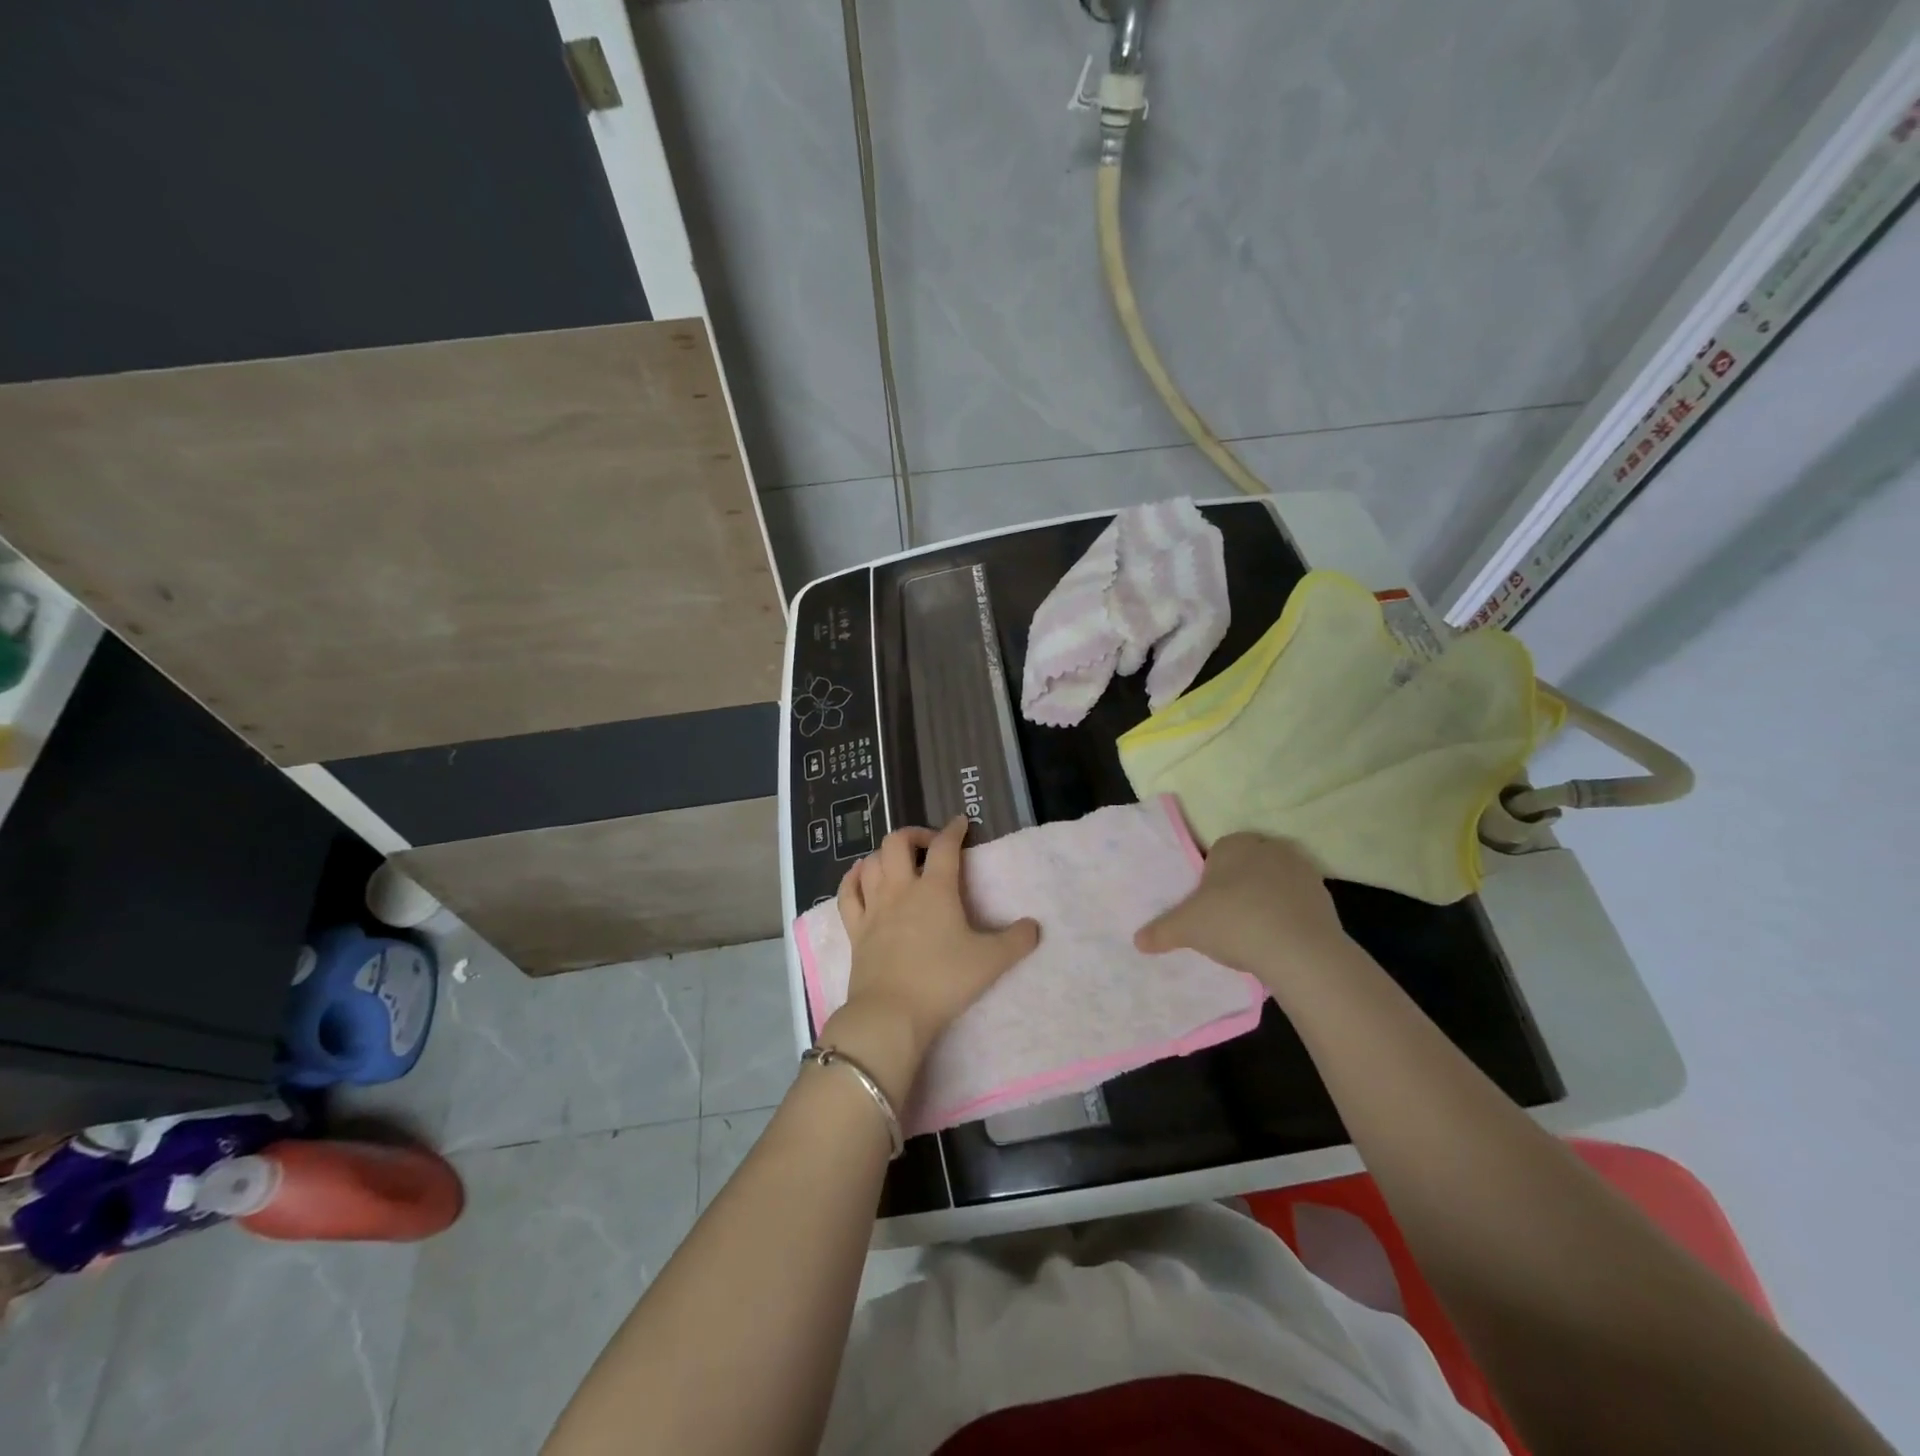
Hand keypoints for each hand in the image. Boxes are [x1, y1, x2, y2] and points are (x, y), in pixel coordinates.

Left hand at [821, 817, 1039, 1104]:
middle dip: (914, 834)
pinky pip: (847, 893)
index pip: (945, 846)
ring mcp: (874, 908)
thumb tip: (1034, 926)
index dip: (954, 830)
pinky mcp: (855, 930)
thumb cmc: (943, 981)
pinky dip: (853, 878)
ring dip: (884, 854)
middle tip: (928, 845)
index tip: (961, 823)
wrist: (892, 1013)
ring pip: (871, 862)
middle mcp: (901, 889)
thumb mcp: (990, 962)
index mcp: (935, 889)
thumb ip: (1016, 941)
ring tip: (897, 861)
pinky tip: (860, 875)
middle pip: (897, 842)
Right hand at [1134, 833, 1350, 998]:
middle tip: (1227, 919)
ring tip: (1253, 933)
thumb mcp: (1186, 927)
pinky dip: (1288, 915)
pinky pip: (1297, 901)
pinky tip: (1278, 940)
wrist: (1299, 950)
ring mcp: (1301, 869)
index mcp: (1233, 844)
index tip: (1207, 905)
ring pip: (1274, 882)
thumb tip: (1137, 941)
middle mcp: (1268, 847)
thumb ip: (1161, 930)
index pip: (1217, 853)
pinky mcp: (1324, 895)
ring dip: (1266, 900)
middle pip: (1247, 865)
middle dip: (1239, 886)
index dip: (1210, 879)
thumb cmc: (1233, 922)